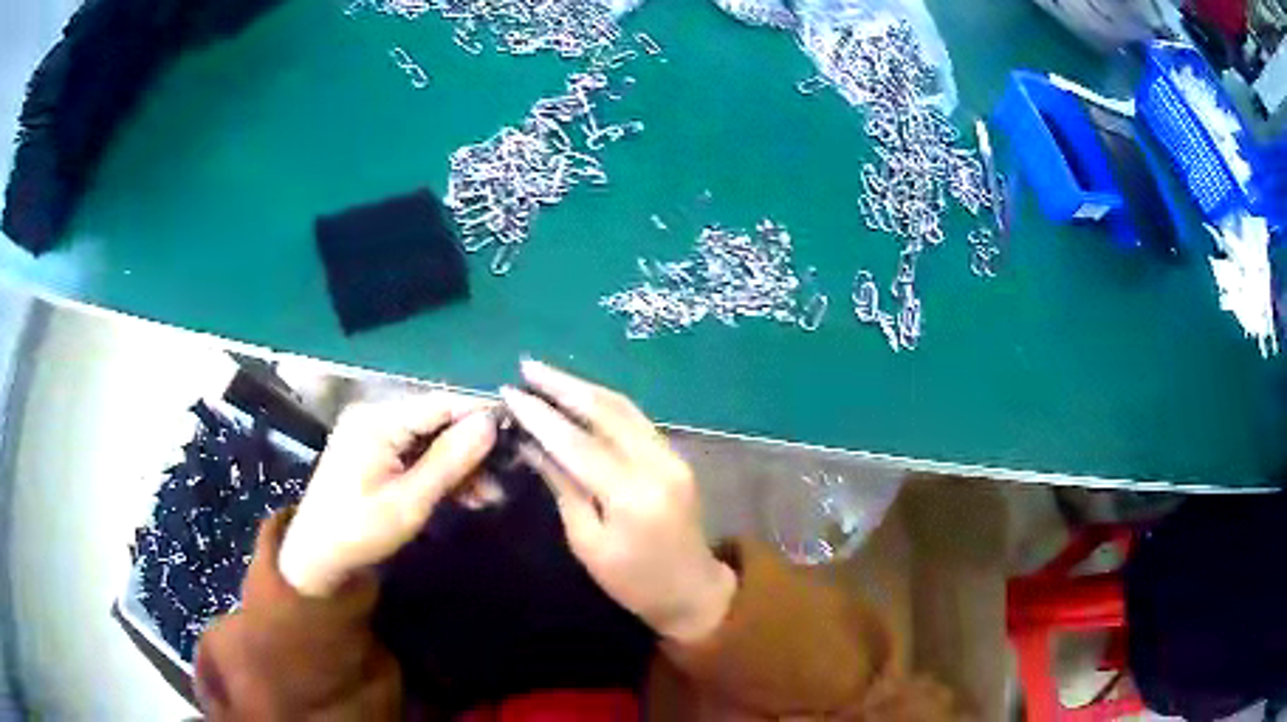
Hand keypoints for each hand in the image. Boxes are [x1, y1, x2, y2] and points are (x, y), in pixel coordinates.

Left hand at [278, 394, 496, 596]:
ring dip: (459, 465)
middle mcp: (375, 415)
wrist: (317, 557)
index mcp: (378, 419)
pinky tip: (464, 495)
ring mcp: (373, 433)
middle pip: (437, 420)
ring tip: (488, 497)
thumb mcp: (410, 501)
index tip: (518, 436)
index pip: (441, 404)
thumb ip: (450, 460)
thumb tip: (491, 422)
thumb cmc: (360, 531)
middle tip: (503, 480)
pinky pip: (416, 452)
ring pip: (430, 439)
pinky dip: (440, 472)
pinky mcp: (374, 451)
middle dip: (471, 449)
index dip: (480, 416)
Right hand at [501, 361, 736, 643]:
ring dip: (583, 388)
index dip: (541, 415)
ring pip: (624, 408)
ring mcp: (672, 455)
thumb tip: (534, 445)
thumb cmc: (633, 581)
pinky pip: (635, 420)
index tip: (510, 391)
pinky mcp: (675, 455)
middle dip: (563, 385)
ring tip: (546, 374)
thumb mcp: (587, 543)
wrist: (693, 589)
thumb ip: (564, 488)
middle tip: (527, 366)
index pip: (578, 443)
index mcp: (632, 495)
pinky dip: (604, 404)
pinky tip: (579, 396)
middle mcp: (657, 464)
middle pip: (606, 411)